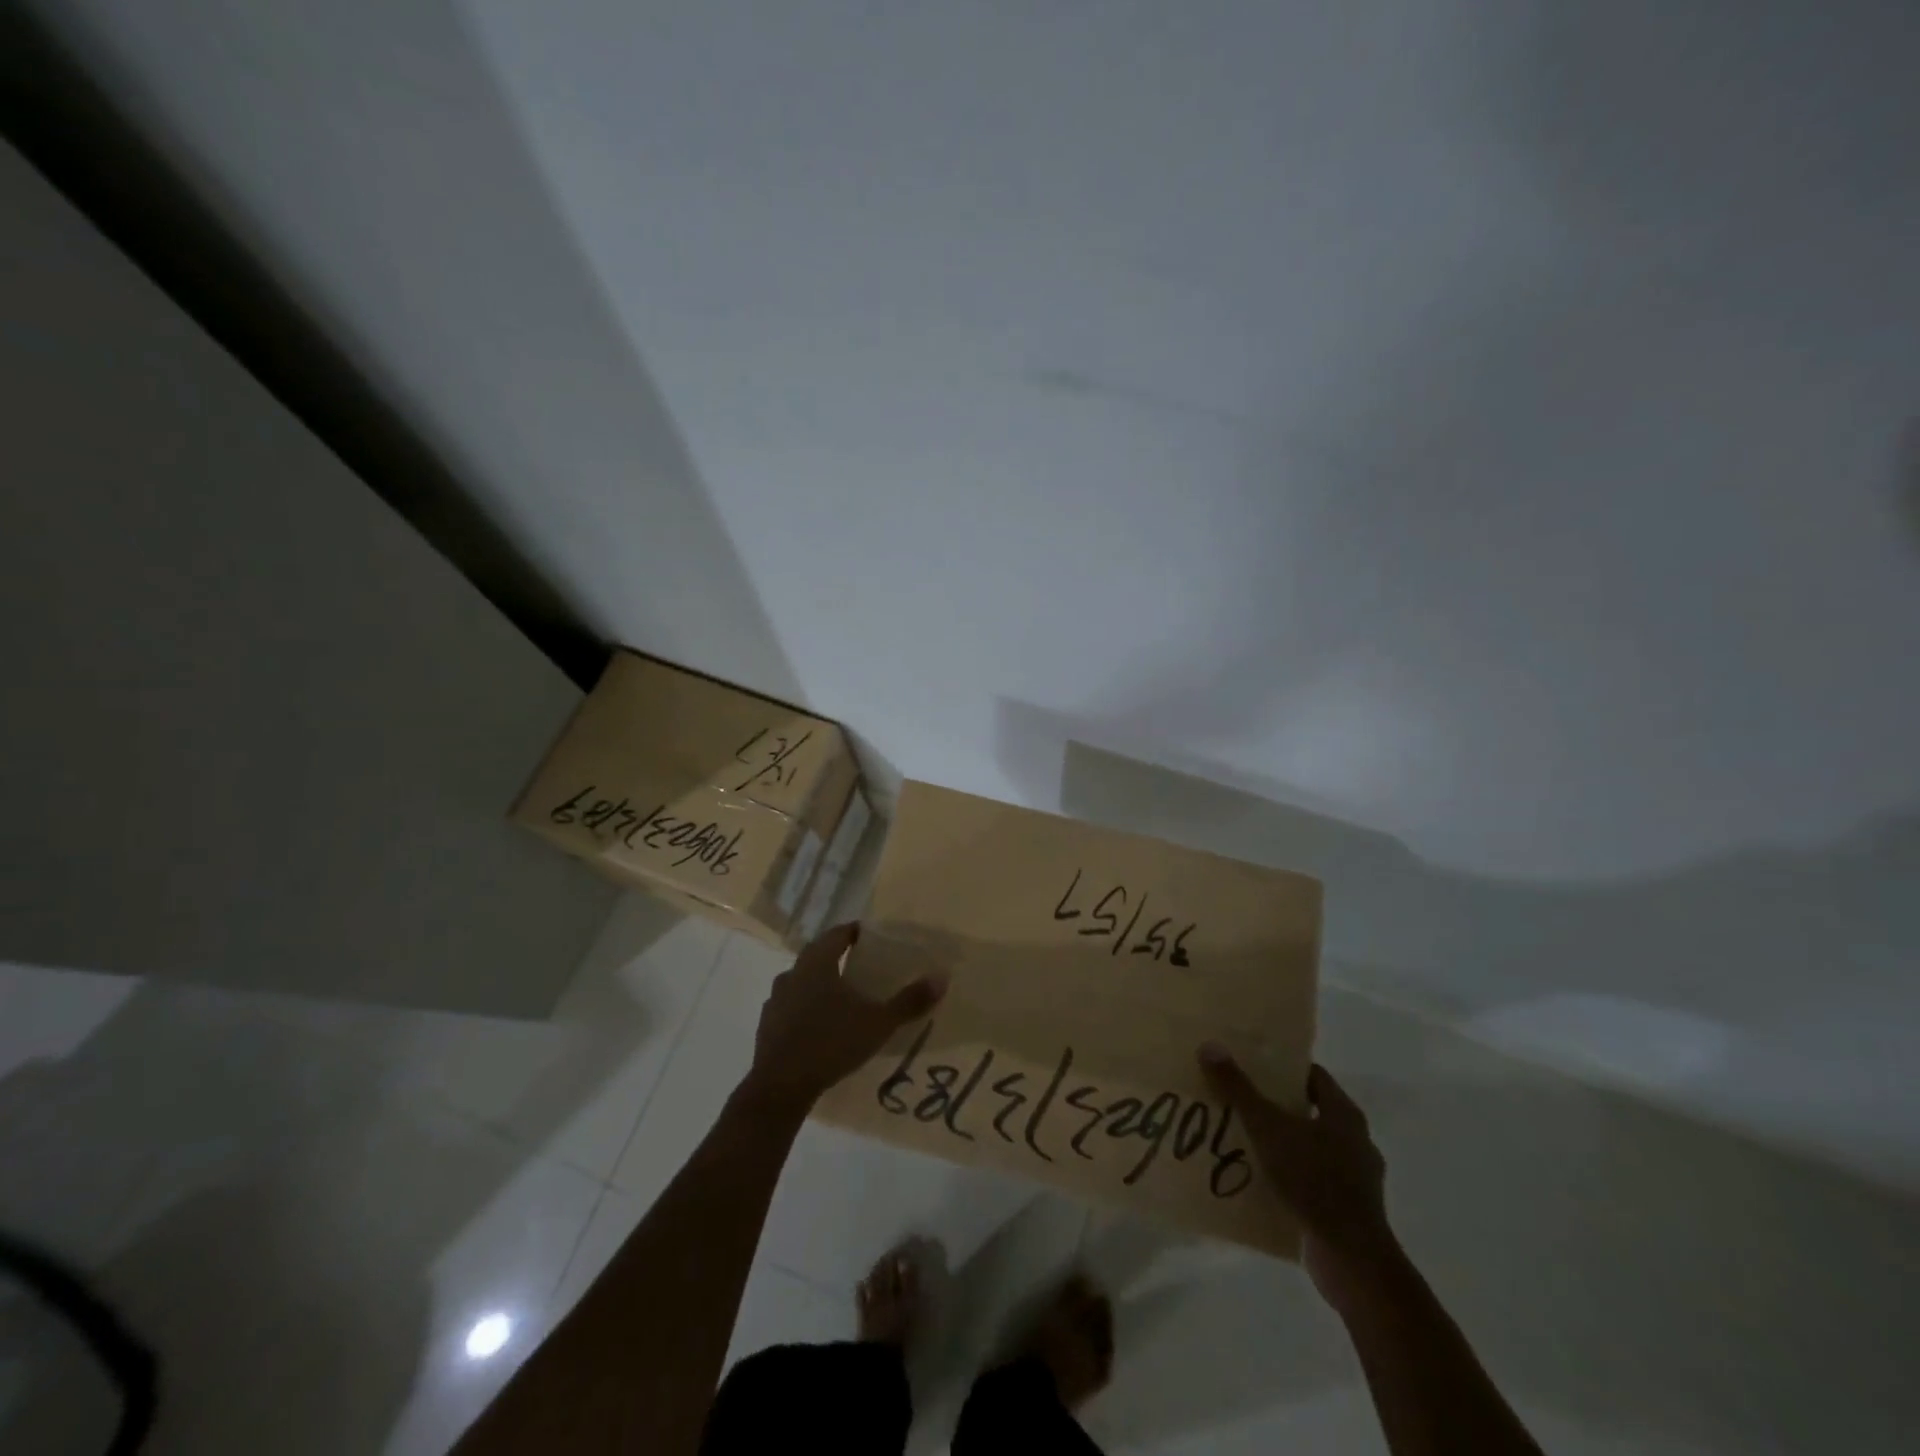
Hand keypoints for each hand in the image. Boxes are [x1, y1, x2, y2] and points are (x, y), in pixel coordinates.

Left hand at [744, 923, 944, 1114]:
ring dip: (818, 983)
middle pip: (817, 954)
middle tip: (861, 967)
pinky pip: (790, 1006)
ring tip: (841, 997)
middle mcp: (793, 973)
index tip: (871, 938)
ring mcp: (776, 999)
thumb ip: (909, 1001)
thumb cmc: (831, 1043)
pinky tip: (818, 1025)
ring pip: (801, 980)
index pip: (837, 934)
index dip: (855, 933)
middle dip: (837, 957)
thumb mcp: (878, 1023)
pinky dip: (804, 1008)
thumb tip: (941, 977)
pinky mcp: (766, 1025)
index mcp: (817, 963)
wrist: (780, 1086)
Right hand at [1198, 1047, 1398, 1308]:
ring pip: (1311, 1148)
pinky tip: (1262, 1181)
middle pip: (1310, 1110)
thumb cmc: (1313, 1180)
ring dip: (1283, 1144)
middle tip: (1239, 1099)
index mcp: (1345, 1114)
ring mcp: (1357, 1179)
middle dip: (1276, 1106)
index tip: (1251, 1065)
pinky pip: (1313, 1181)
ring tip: (1244, 1140)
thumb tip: (1210, 1046)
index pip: (1312, 1075)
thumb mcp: (1267, 1128)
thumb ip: (1238, 1089)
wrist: (1352, 1260)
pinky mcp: (1349, 1211)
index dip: (1282, 1068)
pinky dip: (1290, 1177)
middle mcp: (1356, 1141)